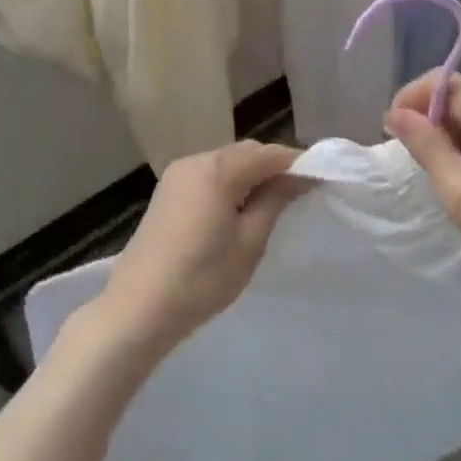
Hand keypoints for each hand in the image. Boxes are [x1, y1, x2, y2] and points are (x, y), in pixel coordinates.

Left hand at [97, 141, 308, 354]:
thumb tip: (299, 176)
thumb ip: (275, 200)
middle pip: (245, 152)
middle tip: (299, 194)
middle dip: (274, 166)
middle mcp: (196, 160)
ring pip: (226, 162)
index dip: (298, 164)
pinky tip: (238, 209)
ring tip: (272, 204)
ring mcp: (177, 174)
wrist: (139, 307)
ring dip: (251, 174)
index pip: (269, 154)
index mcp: (218, 169)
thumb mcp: (250, 242)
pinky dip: (229, 182)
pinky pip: (208, 174)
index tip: (321, 181)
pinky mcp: (167, 191)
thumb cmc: (202, 279)